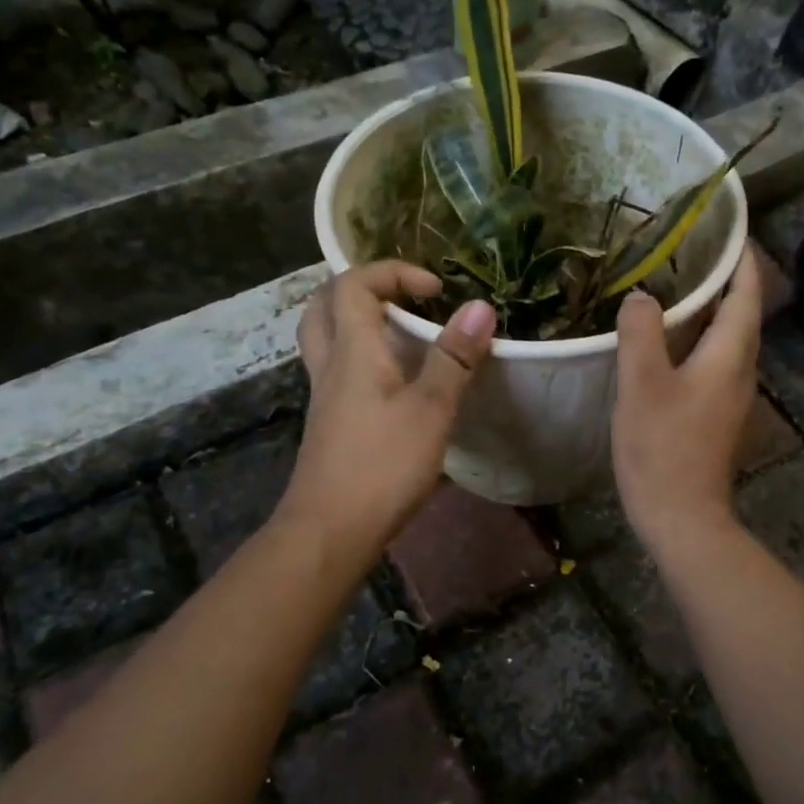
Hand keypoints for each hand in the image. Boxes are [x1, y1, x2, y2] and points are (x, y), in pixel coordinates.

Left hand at [280, 262, 495, 555]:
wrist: (330, 530)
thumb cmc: (382, 464)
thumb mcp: (430, 409)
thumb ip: (454, 358)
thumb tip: (480, 306)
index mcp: (352, 351)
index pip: (353, 285)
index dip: (392, 272)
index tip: (435, 289)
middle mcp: (330, 366)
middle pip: (323, 306)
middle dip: (360, 288)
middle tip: (401, 297)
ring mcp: (325, 397)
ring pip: (327, 340)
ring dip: (357, 322)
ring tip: (400, 332)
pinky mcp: (330, 424)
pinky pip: (339, 371)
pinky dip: (362, 358)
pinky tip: (395, 382)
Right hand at [611, 245, 762, 556]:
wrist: (682, 517)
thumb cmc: (663, 448)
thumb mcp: (643, 385)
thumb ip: (642, 333)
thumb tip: (643, 296)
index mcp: (730, 355)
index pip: (746, 293)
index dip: (741, 259)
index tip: (727, 229)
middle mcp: (741, 370)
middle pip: (741, 313)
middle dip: (723, 279)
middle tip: (689, 251)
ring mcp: (730, 395)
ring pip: (726, 339)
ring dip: (708, 310)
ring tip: (674, 286)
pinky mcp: (716, 415)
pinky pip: (713, 361)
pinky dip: (697, 338)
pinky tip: (666, 341)